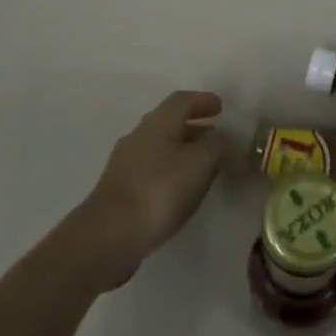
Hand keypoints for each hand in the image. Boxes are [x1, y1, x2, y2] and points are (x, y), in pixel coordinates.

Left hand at [74, 91, 232, 288]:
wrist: (108, 235)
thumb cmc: (159, 191)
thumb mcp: (200, 163)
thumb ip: (219, 146)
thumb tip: (228, 141)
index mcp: (158, 122)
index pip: (183, 100)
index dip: (203, 100)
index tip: (221, 108)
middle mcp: (139, 136)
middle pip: (170, 122)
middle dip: (196, 127)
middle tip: (218, 139)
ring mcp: (126, 163)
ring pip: (161, 147)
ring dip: (184, 150)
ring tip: (204, 167)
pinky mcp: (120, 190)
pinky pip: (152, 169)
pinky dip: (171, 170)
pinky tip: (181, 191)